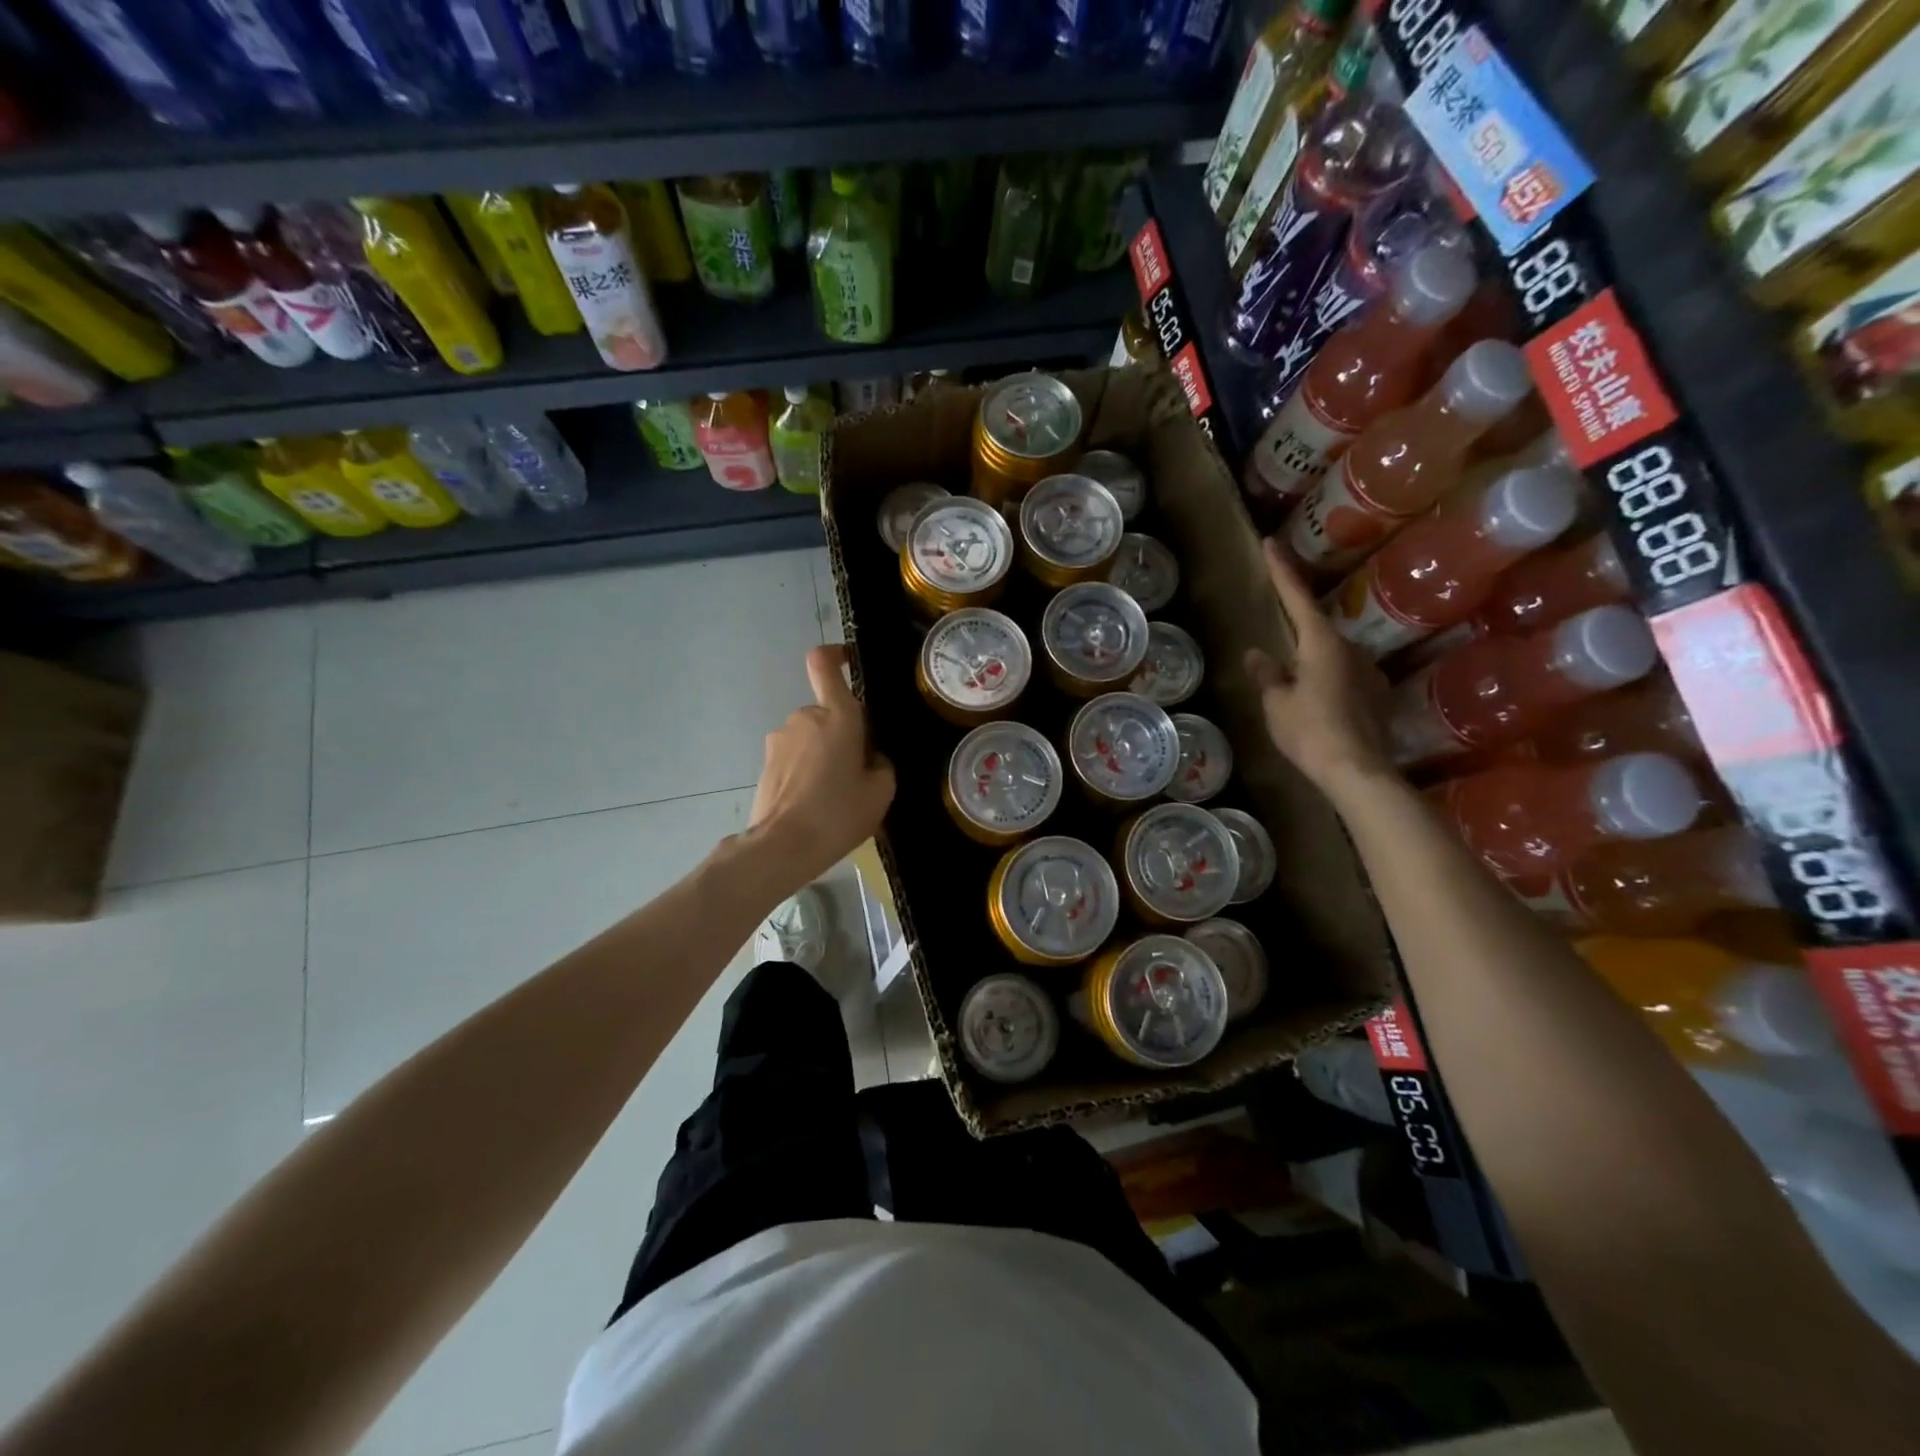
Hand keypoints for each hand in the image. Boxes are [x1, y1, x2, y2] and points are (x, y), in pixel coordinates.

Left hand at [748, 645, 896, 885]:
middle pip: (827, 712)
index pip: (823, 664)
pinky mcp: (766, 763)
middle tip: (857, 770)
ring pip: (810, 737)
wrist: (783, 847)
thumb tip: (870, 758)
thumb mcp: (881, 791)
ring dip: (823, 755)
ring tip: (834, 795)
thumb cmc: (838, 813)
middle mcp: (804, 717)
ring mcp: (779, 740)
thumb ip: (881, 764)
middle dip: (842, 733)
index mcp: (837, 715)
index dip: (834, 655)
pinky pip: (794, 758)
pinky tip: (813, 804)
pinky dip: (805, 772)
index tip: (847, 663)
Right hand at [1245, 537, 1394, 799]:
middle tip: (1277, 633)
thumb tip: (1258, 654)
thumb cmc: (1310, 731)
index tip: (1271, 543)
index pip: (1297, 597)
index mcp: (1322, 643)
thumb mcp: (1276, 703)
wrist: (1358, 771)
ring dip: (1313, 659)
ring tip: (1294, 680)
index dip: (1282, 570)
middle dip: (1297, 627)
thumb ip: (1267, 675)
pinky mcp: (1377, 694)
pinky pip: (1345, 676)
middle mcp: (1350, 648)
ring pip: (1333, 654)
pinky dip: (1328, 679)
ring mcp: (1368, 671)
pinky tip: (1317, 700)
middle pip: (1317, 628)